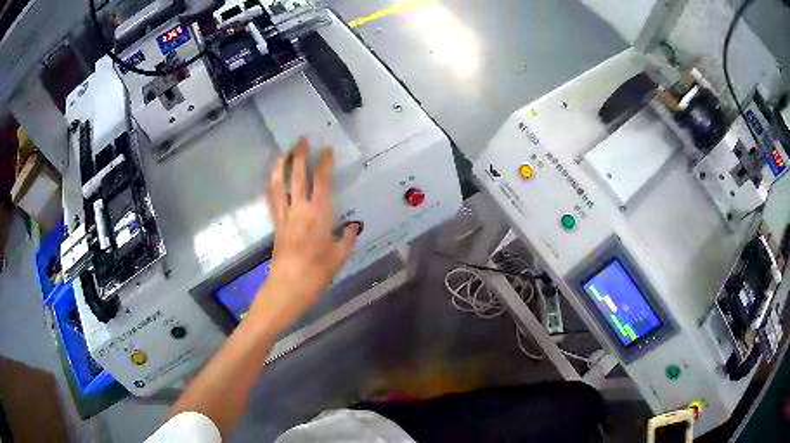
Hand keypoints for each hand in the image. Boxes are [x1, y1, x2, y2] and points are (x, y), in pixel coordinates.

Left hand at [253, 138, 358, 320]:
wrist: (289, 285)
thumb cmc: (317, 272)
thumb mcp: (339, 255)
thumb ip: (347, 238)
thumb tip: (353, 227)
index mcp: (319, 214)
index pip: (321, 181)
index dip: (324, 162)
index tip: (326, 150)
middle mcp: (299, 209)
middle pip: (297, 176)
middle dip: (299, 155)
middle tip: (301, 140)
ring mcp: (284, 215)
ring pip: (279, 184)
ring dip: (281, 165)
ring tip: (283, 152)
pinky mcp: (276, 223)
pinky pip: (272, 199)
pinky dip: (272, 185)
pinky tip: (273, 178)